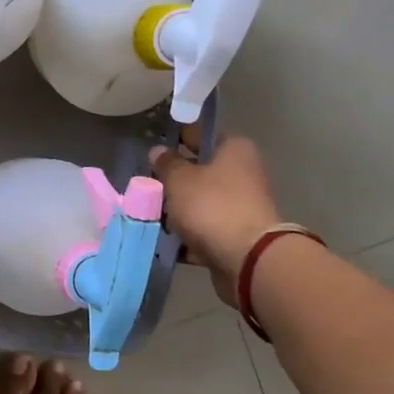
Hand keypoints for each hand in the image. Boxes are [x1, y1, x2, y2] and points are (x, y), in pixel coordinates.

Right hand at [148, 131, 283, 306]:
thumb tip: (158, 151)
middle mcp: (243, 174)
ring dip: (178, 210)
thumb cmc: (212, 206)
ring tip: (148, 214)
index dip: (177, 138)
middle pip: (200, 171)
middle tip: (146, 184)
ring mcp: (241, 207)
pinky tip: (162, 239)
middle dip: (174, 180)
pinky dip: (186, 235)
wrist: (247, 258)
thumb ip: (166, 164)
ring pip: (200, 202)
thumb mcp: (179, 179)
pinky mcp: (236, 235)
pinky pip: (204, 229)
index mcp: (235, 150)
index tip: (154, 147)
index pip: (201, 135)